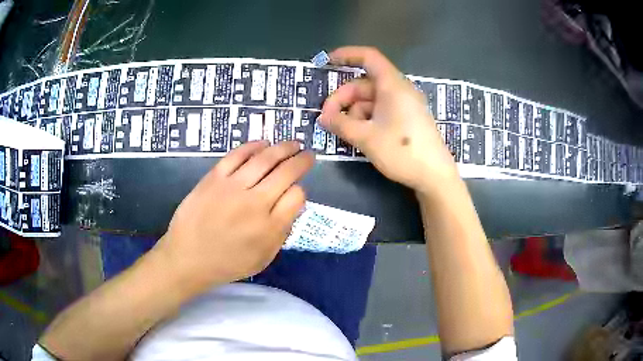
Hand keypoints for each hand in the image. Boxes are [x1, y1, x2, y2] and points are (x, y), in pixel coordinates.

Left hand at [155, 141, 313, 291]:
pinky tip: (263, 143)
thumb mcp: (263, 258)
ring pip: (265, 159)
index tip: (297, 191)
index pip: (296, 197)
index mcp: (269, 227)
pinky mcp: (214, 178)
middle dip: (302, 161)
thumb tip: (292, 205)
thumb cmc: (227, 263)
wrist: (188, 258)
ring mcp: (233, 187)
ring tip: (293, 144)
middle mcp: (255, 203)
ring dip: (283, 148)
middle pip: (286, 173)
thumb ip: (282, 232)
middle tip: (309, 154)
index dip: (301, 191)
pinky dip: (252, 146)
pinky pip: (236, 155)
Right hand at [319, 46, 457, 194]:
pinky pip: (381, 110)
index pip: (369, 57)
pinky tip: (359, 135)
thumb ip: (340, 124)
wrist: (435, 176)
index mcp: (393, 85)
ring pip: (370, 99)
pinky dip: (366, 119)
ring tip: (344, 133)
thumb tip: (322, 118)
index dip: (347, 55)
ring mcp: (404, 105)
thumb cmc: (402, 152)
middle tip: (328, 119)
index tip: (327, 62)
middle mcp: (399, 90)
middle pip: (364, 84)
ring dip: (353, 112)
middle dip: (343, 98)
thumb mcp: (366, 138)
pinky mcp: (406, 119)